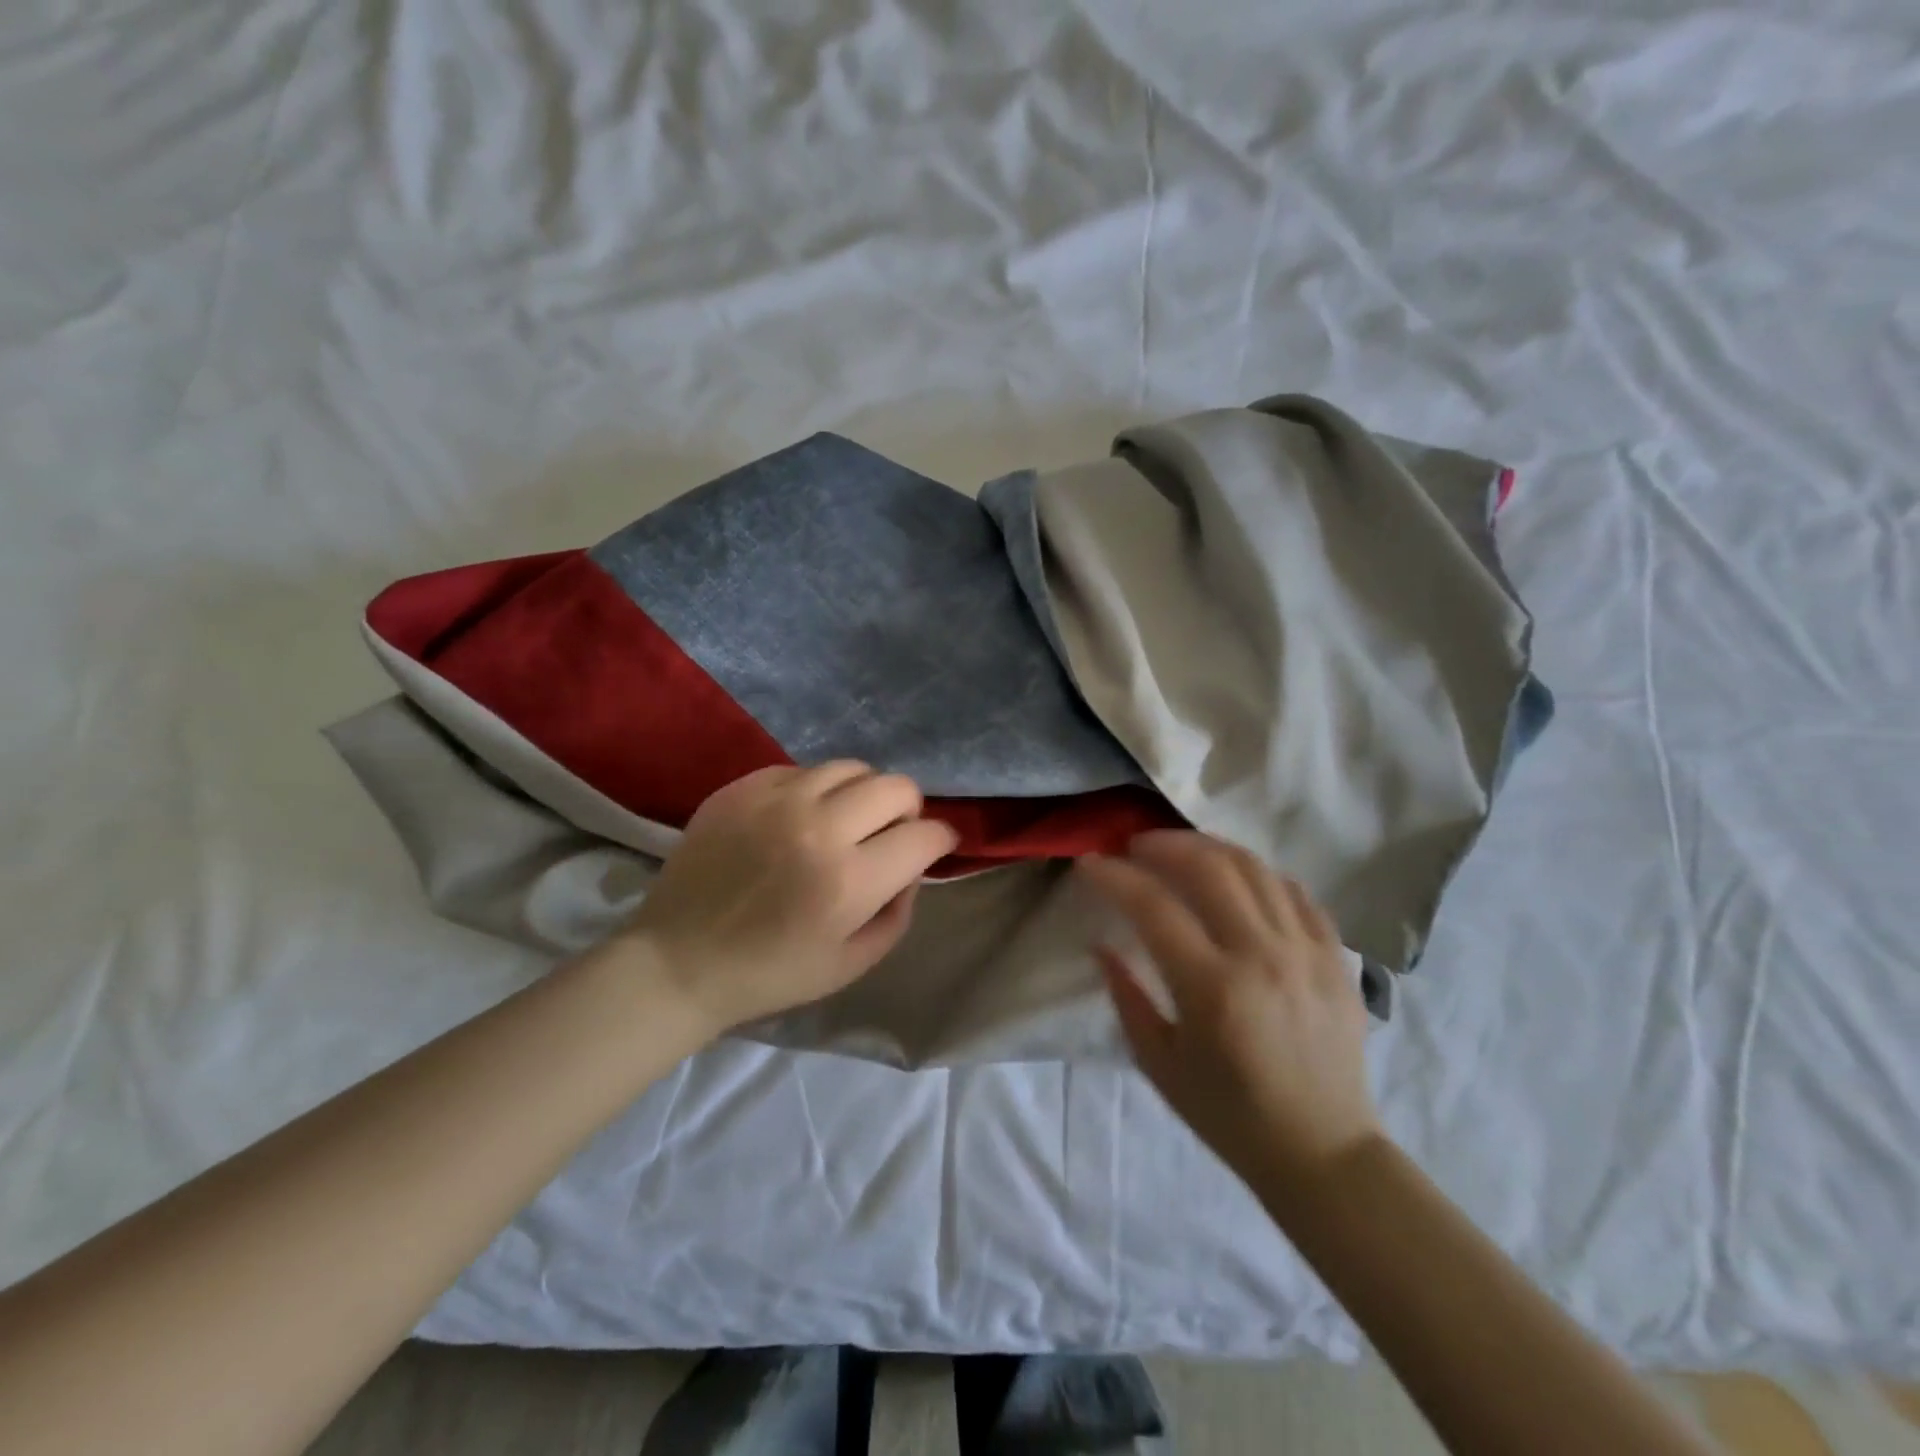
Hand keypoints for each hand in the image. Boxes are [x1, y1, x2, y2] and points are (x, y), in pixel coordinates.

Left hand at [618, 762, 958, 1035]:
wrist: (678, 961)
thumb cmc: (770, 973)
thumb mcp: (852, 963)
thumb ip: (898, 912)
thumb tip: (910, 868)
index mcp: (849, 880)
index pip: (924, 836)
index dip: (940, 840)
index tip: (934, 847)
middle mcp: (818, 827)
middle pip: (896, 786)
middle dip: (908, 809)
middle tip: (892, 832)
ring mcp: (776, 800)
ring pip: (851, 767)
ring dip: (863, 793)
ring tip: (846, 819)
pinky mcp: (742, 788)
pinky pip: (802, 769)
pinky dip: (815, 790)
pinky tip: (799, 818)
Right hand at [1079, 832, 1380, 1188]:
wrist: (1323, 1153)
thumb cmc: (1229, 1115)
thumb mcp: (1159, 1064)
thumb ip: (1126, 996)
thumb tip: (1100, 945)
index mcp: (1212, 989)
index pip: (1153, 906)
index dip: (1114, 876)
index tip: (1090, 864)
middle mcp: (1261, 956)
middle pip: (1208, 867)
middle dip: (1162, 845)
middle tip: (1135, 847)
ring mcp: (1305, 951)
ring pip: (1254, 867)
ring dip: (1208, 847)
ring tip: (1180, 850)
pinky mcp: (1335, 956)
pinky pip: (1294, 891)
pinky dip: (1258, 873)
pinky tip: (1235, 878)